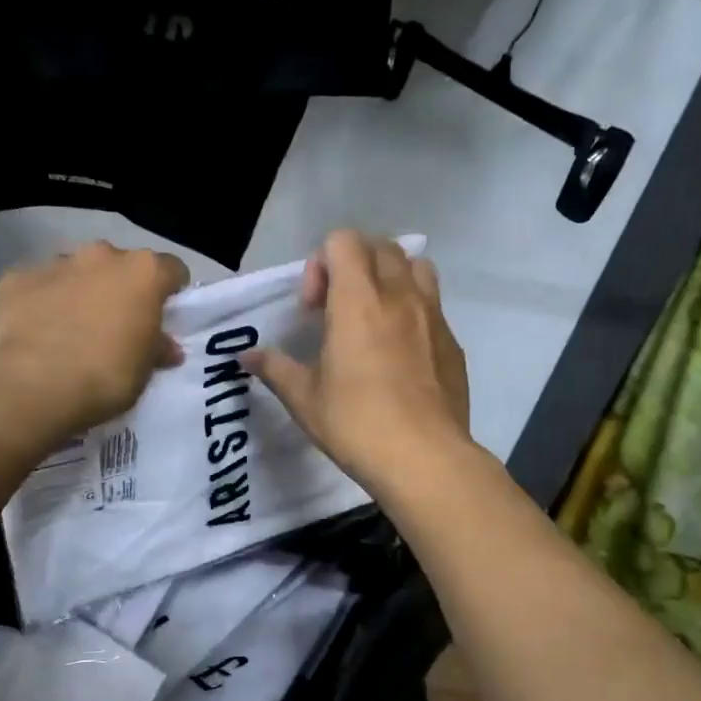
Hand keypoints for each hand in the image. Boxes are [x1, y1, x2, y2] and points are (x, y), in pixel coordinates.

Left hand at [0, 241, 189, 441]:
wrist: (32, 387)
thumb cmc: (105, 377)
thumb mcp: (144, 371)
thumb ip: (157, 349)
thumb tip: (166, 347)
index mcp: (143, 273)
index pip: (171, 270)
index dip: (170, 292)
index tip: (163, 316)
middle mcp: (101, 255)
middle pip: (120, 266)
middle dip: (120, 289)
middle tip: (115, 326)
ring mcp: (56, 263)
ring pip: (77, 272)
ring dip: (80, 292)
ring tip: (71, 331)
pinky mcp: (17, 278)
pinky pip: (38, 286)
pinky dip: (41, 302)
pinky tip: (36, 333)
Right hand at [243, 231, 470, 491]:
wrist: (425, 459)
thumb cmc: (357, 424)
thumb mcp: (305, 399)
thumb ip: (275, 369)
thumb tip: (247, 356)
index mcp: (358, 301)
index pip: (344, 241)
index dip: (321, 264)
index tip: (315, 309)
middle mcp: (400, 296)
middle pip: (381, 247)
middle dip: (354, 266)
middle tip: (338, 311)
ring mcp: (433, 317)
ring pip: (416, 267)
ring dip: (390, 279)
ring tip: (375, 318)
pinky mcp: (453, 342)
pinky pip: (433, 305)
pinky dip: (413, 311)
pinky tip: (401, 355)